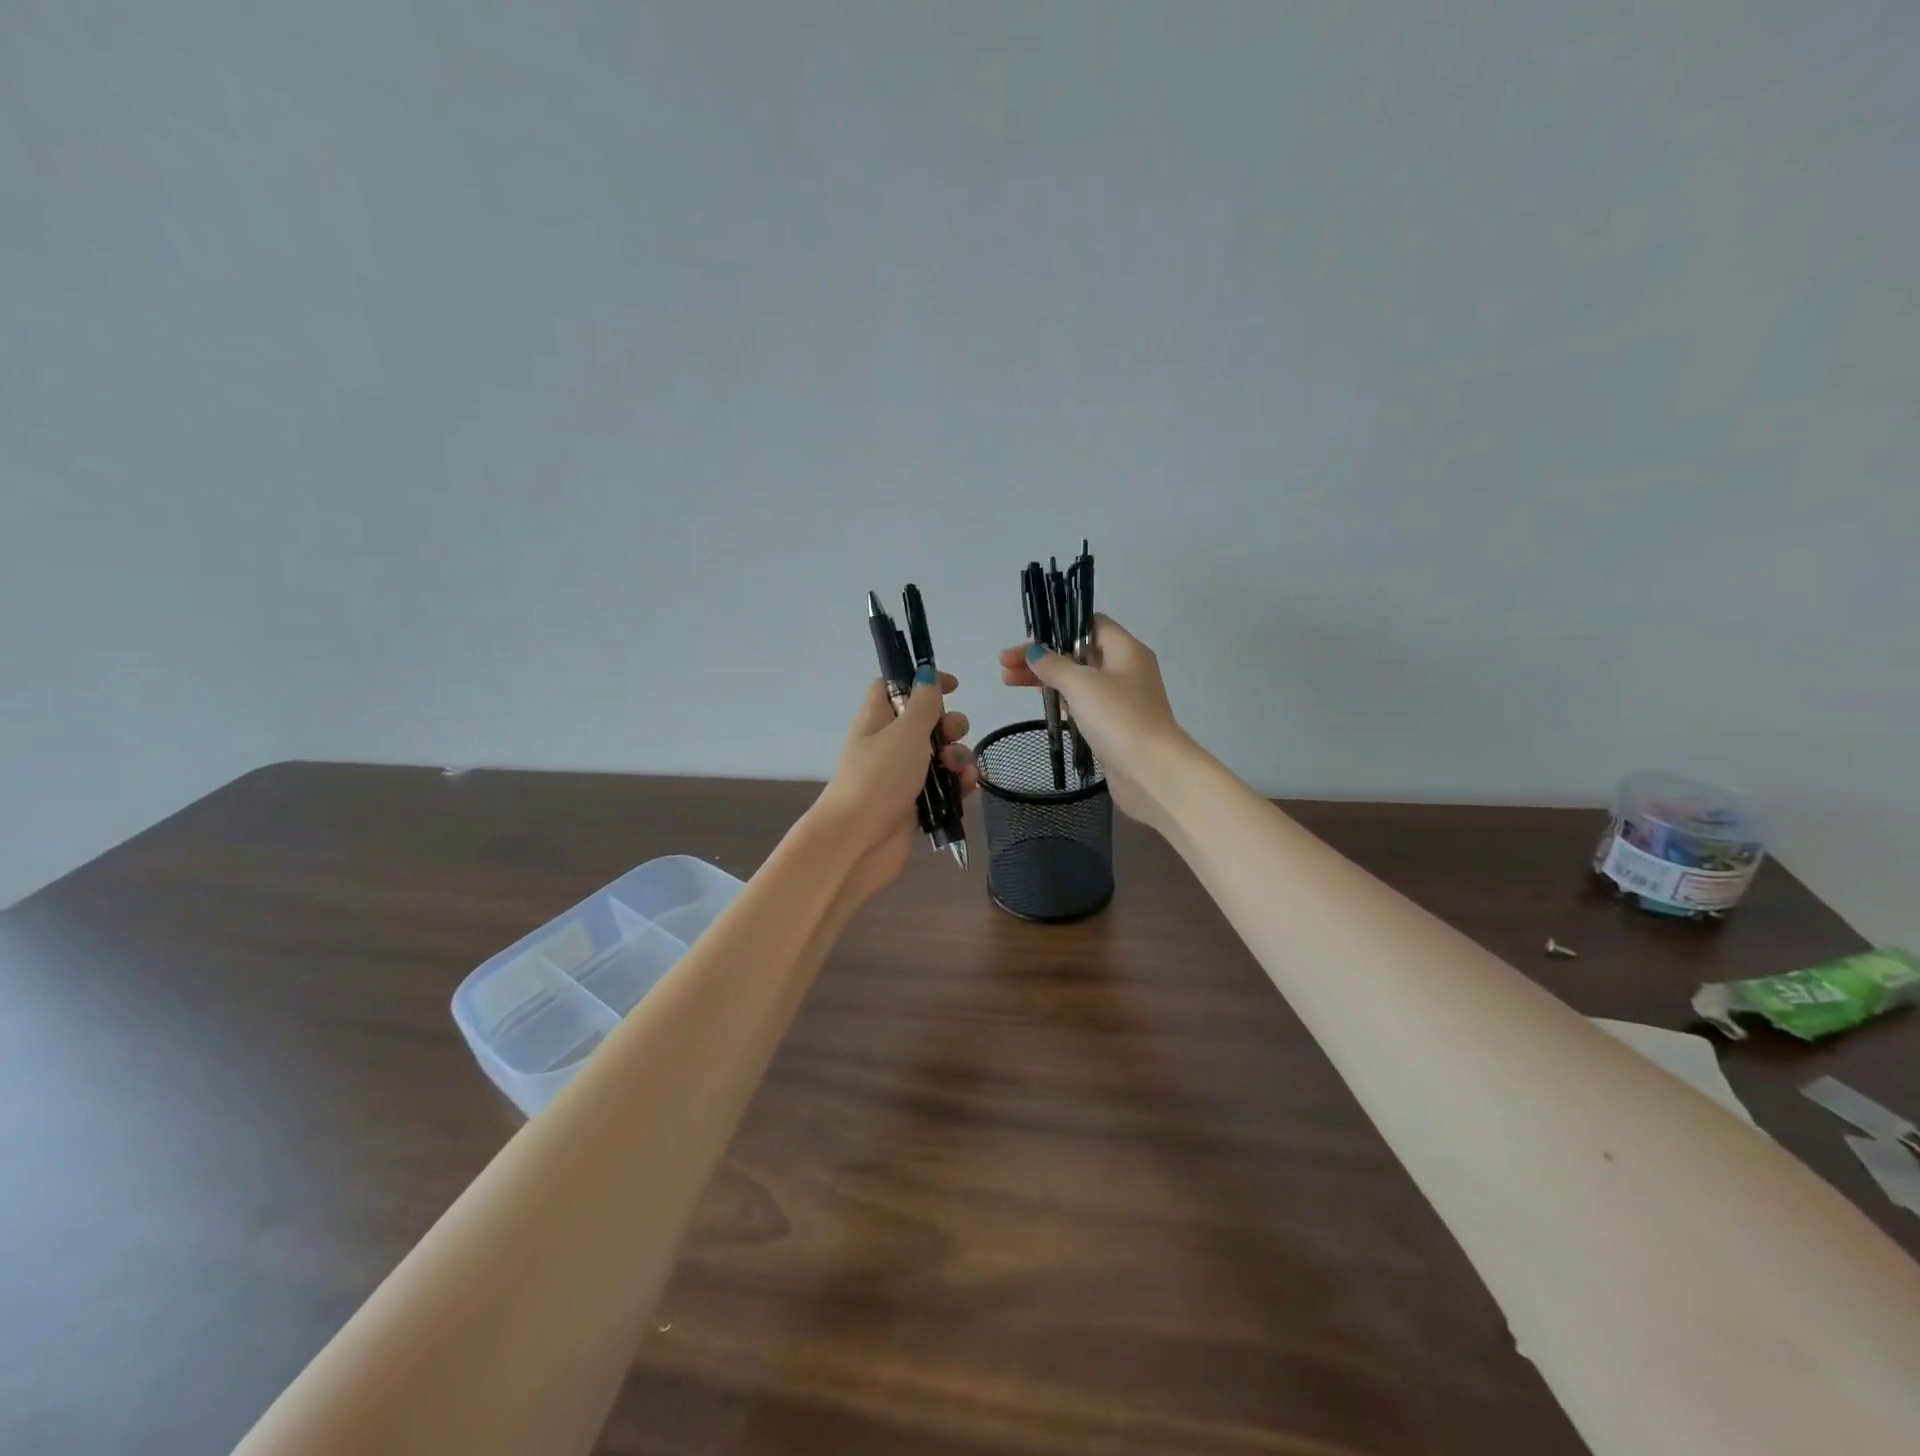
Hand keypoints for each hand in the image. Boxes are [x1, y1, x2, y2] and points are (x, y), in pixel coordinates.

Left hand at [810, 669, 976, 909]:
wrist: (859, 840)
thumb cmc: (879, 777)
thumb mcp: (905, 732)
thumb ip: (923, 703)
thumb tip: (926, 675)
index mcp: (878, 718)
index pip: (896, 686)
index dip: (922, 681)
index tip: (952, 686)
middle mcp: (889, 744)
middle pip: (926, 721)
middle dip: (949, 724)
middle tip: (952, 734)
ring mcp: (903, 775)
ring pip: (941, 754)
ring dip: (959, 755)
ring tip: (958, 769)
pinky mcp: (917, 803)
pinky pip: (945, 784)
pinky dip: (959, 782)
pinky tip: (967, 786)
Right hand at [998, 614, 1187, 828]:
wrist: (1151, 771)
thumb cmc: (1118, 718)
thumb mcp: (1081, 685)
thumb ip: (1054, 665)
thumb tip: (1035, 653)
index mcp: (1126, 650)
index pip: (1092, 624)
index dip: (1061, 626)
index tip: (1031, 638)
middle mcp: (1126, 670)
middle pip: (1079, 653)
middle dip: (1043, 657)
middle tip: (1005, 665)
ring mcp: (1122, 700)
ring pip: (1079, 681)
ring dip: (1047, 679)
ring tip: (1009, 682)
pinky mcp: (1114, 726)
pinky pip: (1084, 705)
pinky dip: (1062, 701)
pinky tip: (1041, 704)